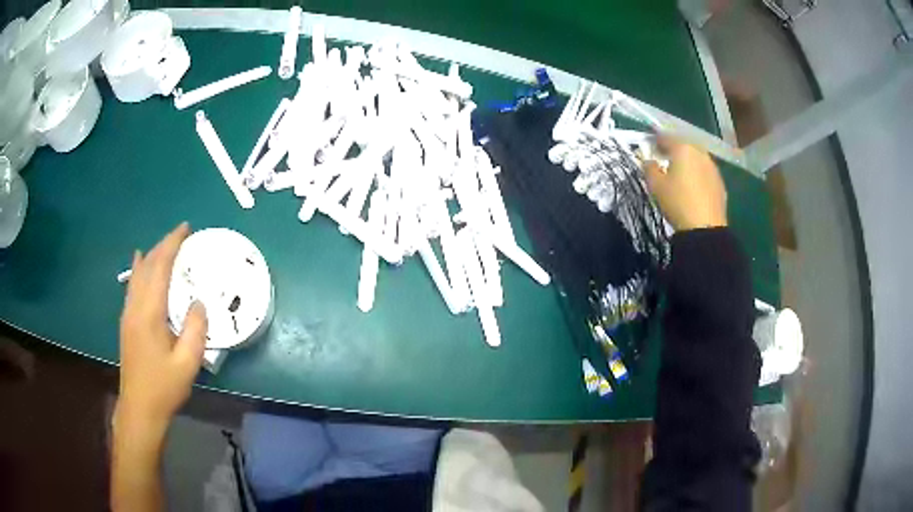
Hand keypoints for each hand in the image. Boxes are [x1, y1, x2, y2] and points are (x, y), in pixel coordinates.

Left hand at [115, 223, 206, 432]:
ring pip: (137, 274)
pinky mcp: (126, 322)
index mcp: (150, 313)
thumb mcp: (187, 363)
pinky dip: (139, 269)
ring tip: (164, 245)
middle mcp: (135, 306)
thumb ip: (195, 330)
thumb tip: (199, 302)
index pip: (160, 268)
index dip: (172, 244)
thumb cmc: (164, 387)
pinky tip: (139, 265)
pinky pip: (132, 285)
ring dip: (151, 255)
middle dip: (163, 245)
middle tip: (181, 234)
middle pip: (147, 266)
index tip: (186, 229)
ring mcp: (128, 314)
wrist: (139, 407)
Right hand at [645, 136, 727, 230]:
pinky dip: (697, 175)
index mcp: (682, 148)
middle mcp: (700, 152)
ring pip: (696, 158)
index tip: (649, 146)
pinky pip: (705, 172)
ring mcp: (713, 167)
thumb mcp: (655, 186)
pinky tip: (693, 187)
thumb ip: (649, 168)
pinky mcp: (720, 183)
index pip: (666, 137)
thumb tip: (649, 161)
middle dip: (674, 150)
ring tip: (679, 174)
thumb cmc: (677, 202)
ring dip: (687, 162)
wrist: (705, 228)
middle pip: (684, 146)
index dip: (656, 140)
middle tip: (664, 160)